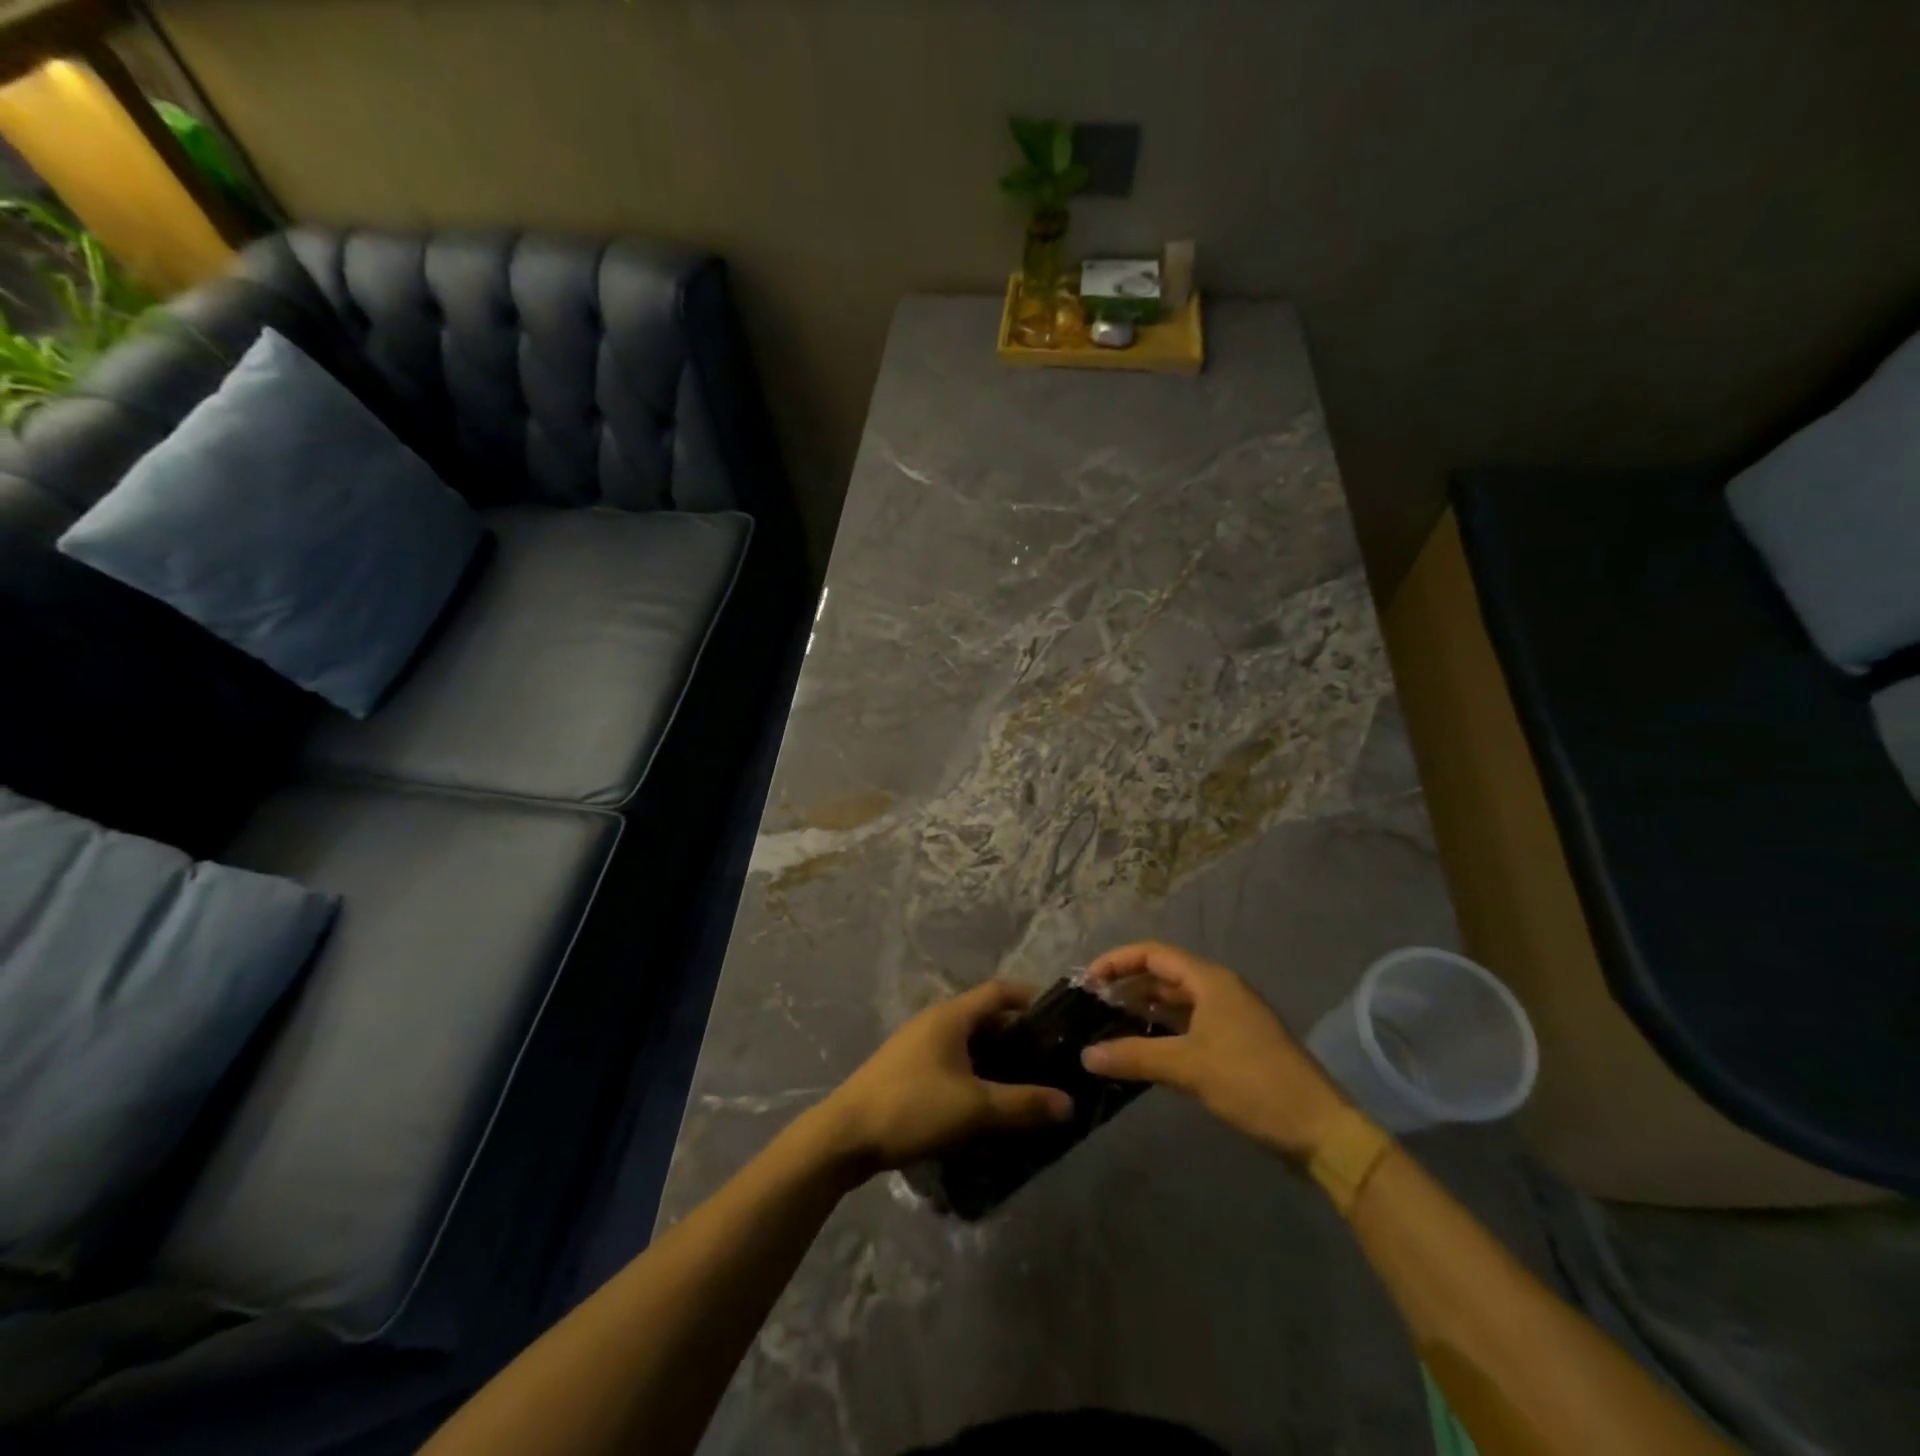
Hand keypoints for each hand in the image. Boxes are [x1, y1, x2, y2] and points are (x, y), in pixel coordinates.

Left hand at [810, 981, 1073, 1177]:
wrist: (844, 1136)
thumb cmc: (912, 1108)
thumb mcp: (974, 1108)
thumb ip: (1023, 1104)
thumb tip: (1069, 1103)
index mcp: (951, 1016)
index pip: (999, 991)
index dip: (1030, 997)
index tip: (1060, 1016)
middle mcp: (934, 1022)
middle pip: (985, 1017)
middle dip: (1018, 1034)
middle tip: (1050, 1058)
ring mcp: (917, 1046)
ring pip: (968, 1042)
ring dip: (996, 1057)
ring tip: (1026, 1082)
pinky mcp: (907, 1070)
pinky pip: (952, 1061)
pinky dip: (976, 1072)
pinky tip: (987, 1101)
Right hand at [1080, 942, 1349, 1160]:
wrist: (1319, 1129)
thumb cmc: (1252, 1083)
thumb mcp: (1188, 1067)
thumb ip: (1134, 1056)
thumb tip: (1085, 1055)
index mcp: (1211, 981)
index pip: (1153, 954)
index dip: (1118, 961)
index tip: (1087, 982)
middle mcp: (1220, 990)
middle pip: (1164, 975)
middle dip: (1128, 986)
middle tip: (1093, 1007)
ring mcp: (1230, 1017)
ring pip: (1177, 1003)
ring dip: (1144, 1010)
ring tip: (1110, 1026)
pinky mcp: (1236, 1044)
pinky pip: (1190, 1025)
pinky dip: (1163, 1032)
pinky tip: (1143, 1050)